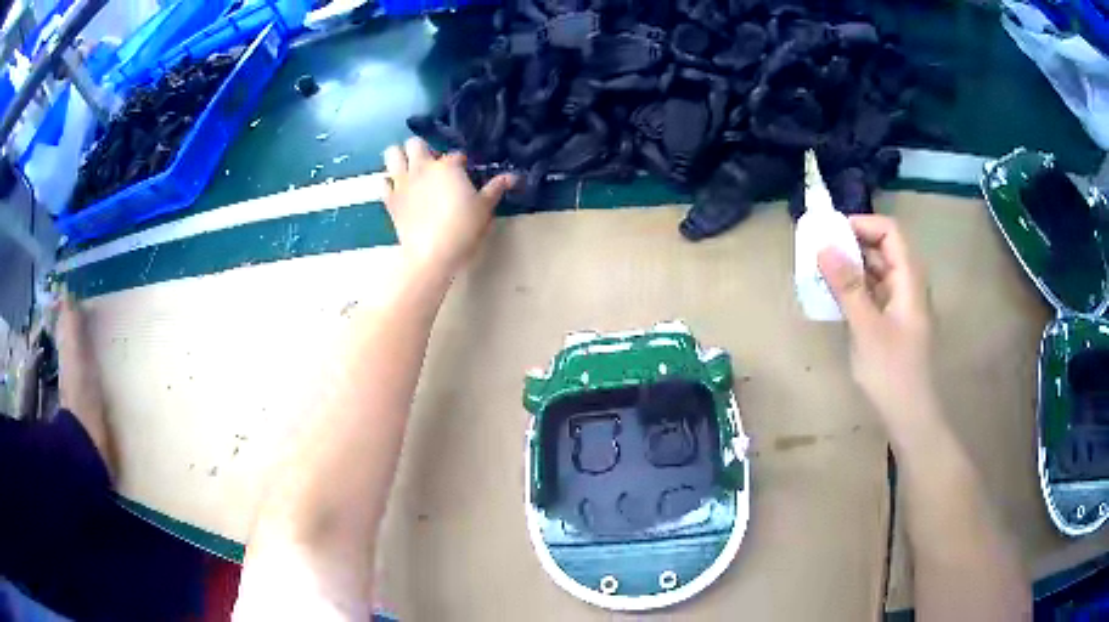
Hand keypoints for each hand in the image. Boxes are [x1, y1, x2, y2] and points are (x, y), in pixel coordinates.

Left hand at [383, 138, 516, 276]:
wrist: (431, 254)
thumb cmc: (462, 229)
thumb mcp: (484, 209)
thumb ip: (496, 189)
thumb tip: (513, 176)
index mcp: (447, 166)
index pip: (455, 155)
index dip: (461, 163)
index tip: (465, 173)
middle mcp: (422, 167)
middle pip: (415, 143)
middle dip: (423, 149)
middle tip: (432, 165)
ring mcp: (402, 182)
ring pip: (392, 153)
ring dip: (400, 157)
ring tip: (410, 169)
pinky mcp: (390, 200)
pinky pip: (383, 182)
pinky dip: (390, 182)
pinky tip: (399, 190)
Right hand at [818, 215, 933, 423]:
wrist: (910, 415)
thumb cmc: (892, 372)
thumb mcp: (867, 328)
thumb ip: (847, 286)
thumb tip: (824, 245)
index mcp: (909, 279)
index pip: (890, 232)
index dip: (862, 224)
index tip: (831, 233)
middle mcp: (908, 285)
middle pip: (884, 248)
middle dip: (852, 244)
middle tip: (819, 252)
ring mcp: (902, 304)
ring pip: (878, 271)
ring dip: (852, 267)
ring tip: (821, 273)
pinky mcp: (894, 322)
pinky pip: (875, 292)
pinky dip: (856, 289)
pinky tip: (836, 298)